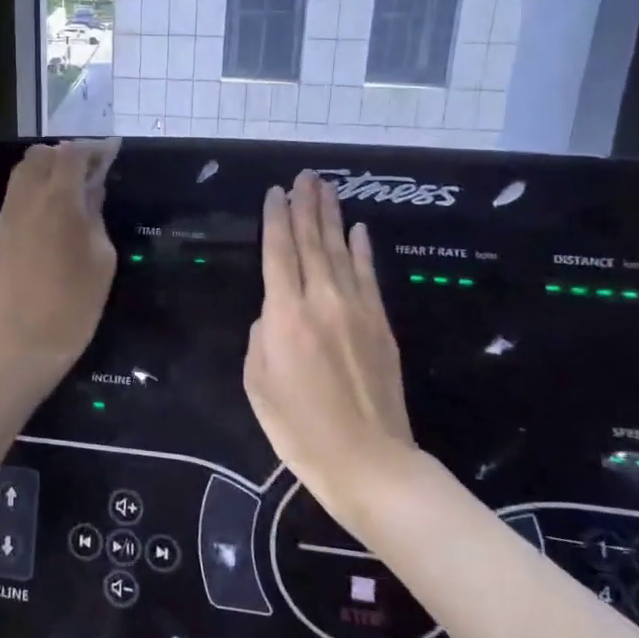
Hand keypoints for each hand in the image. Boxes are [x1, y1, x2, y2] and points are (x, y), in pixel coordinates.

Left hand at [0, 141, 117, 375]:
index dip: (95, 148)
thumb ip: (95, 214)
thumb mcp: (101, 258)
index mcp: (59, 201)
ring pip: (24, 170)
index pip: (73, 154)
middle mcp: (28, 198)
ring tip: (72, 186)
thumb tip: (92, 187)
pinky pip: (16, 193)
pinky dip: (34, 186)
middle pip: (43, 154)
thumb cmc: (75, 304)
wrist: (25, 341)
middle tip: (92, 170)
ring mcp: (8, 214)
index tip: (113, 150)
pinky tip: (52, 207)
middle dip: (68, 154)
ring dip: (48, 168)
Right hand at [244, 170, 416, 508]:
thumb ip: (261, 337)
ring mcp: (357, 310)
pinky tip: (360, 230)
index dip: (275, 218)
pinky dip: (363, 250)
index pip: (278, 252)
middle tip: (305, 175)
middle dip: (307, 205)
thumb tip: (273, 315)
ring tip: (326, 188)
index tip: (275, 191)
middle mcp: (322, 301)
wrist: (369, 462)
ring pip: (341, 251)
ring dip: (333, 217)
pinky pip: (369, 276)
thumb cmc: (299, 428)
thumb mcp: (257, 383)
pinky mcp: (381, 325)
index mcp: (284, 315)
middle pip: (312, 242)